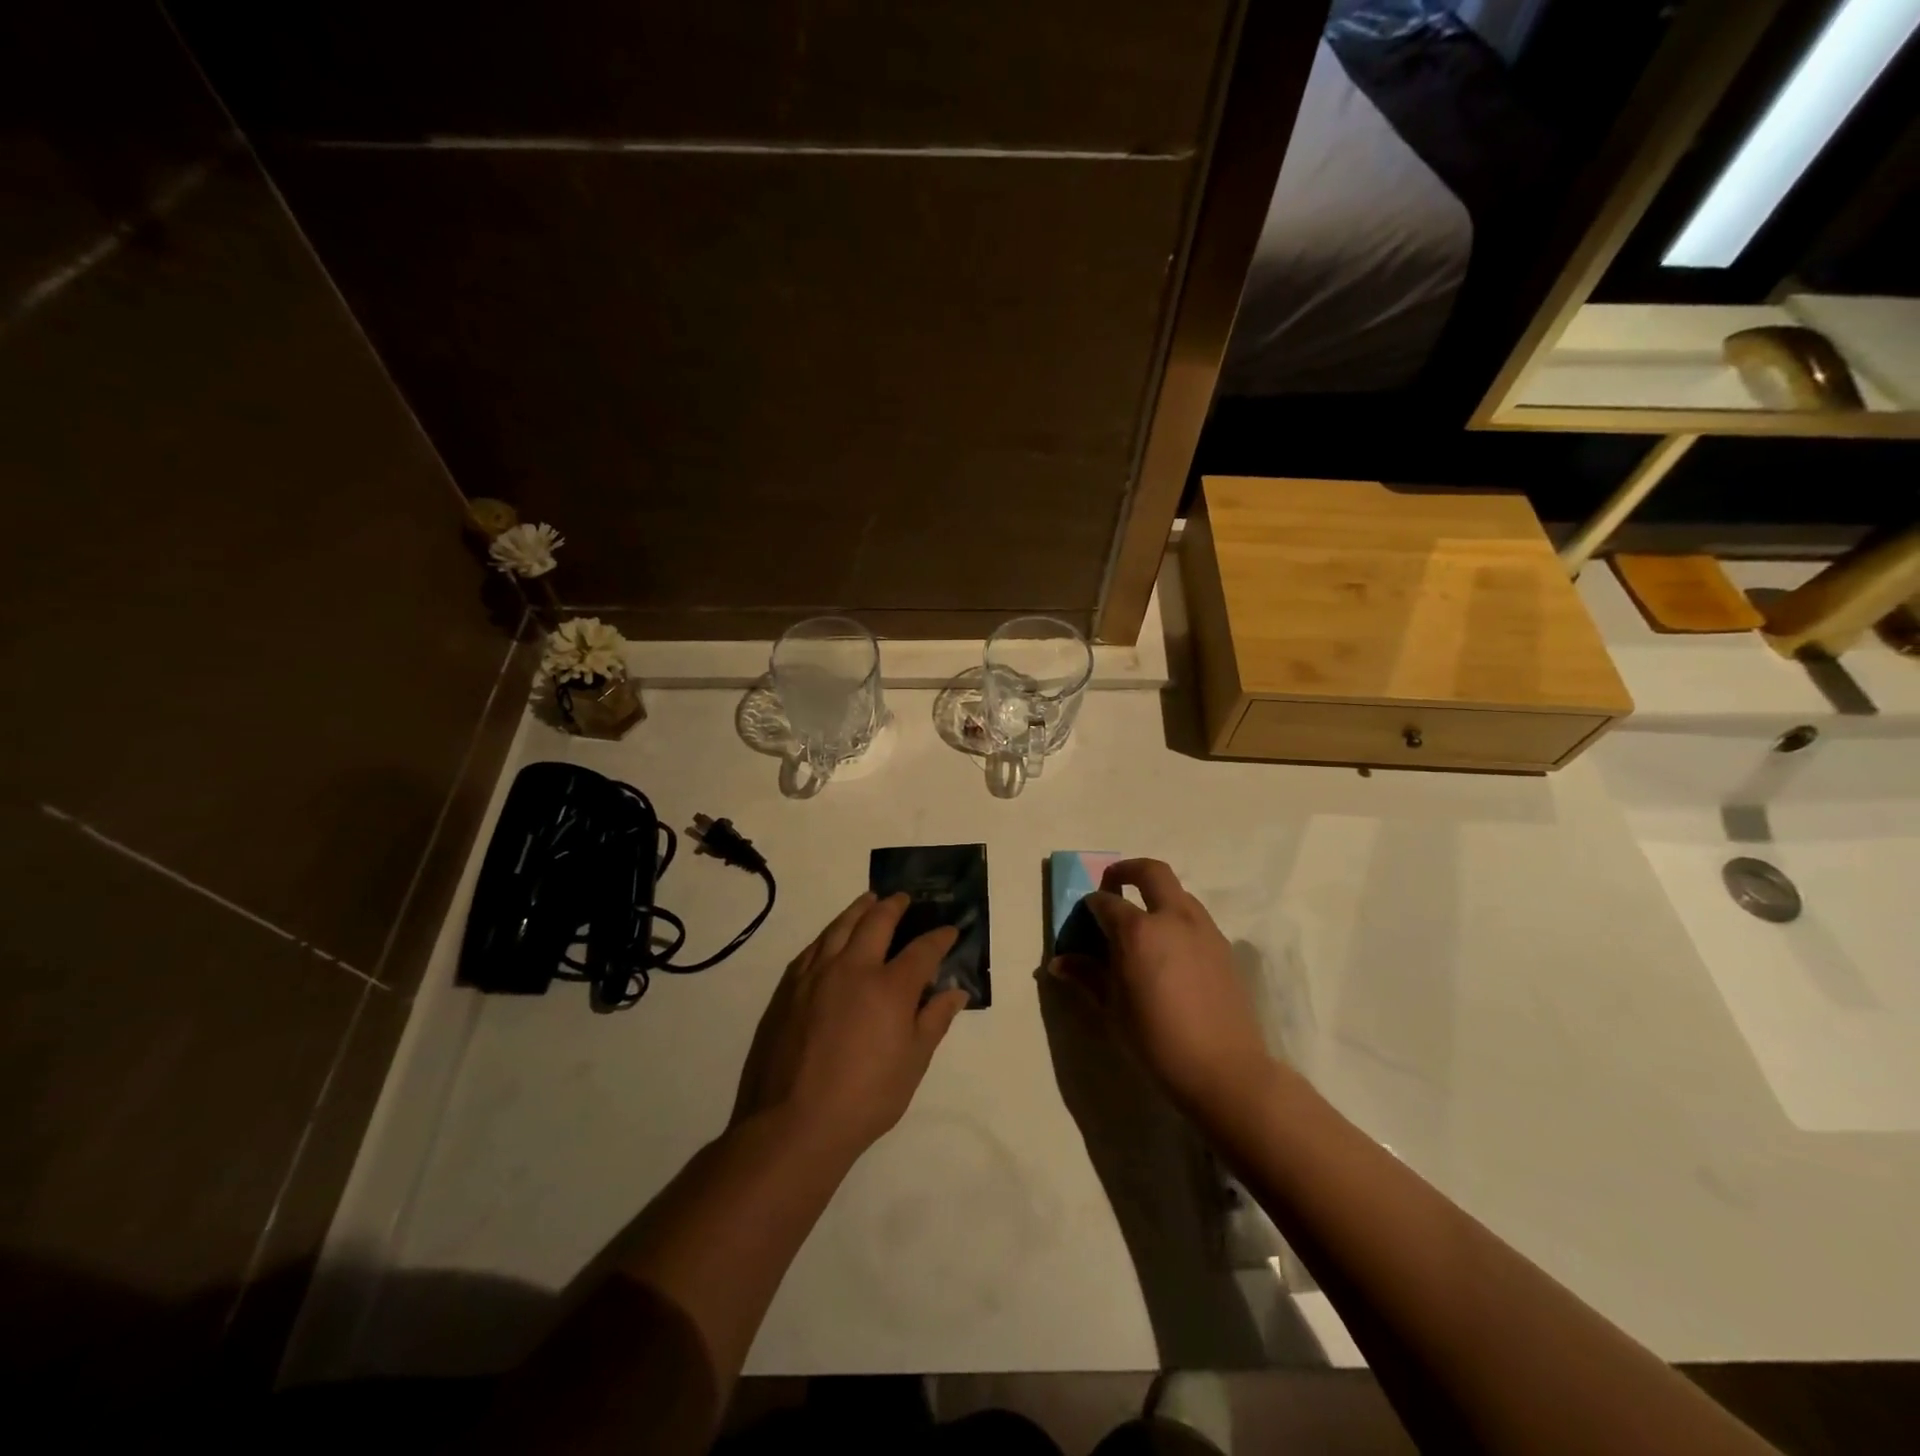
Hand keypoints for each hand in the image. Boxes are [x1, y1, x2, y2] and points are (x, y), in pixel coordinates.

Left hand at [733, 892, 968, 1158]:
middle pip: (877, 922)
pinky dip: (829, 934)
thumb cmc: (865, 1098)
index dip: (939, 937)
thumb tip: (955, 991)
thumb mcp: (913, 1064)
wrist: (794, 1123)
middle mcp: (853, 968)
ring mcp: (817, 974)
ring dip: (859, 909)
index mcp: (889, 987)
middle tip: (904, 898)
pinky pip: (813, 947)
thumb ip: (934, 1020)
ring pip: (840, 927)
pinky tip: (832, 936)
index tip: (950, 930)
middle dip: (895, 906)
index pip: (922, 950)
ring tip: (869, 900)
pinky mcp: (789, 988)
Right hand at [1050, 859, 1274, 1120]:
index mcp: (1138, 930)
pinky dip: (1176, 918)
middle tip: (1113, 884)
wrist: (1223, 1069)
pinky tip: (1170, 950)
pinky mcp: (1223, 946)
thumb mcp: (1112, 1009)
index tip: (1083, 917)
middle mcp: (1172, 917)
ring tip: (1143, 922)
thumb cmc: (1156, 1040)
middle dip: (1127, 870)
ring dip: (1156, 894)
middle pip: (1151, 872)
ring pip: (1178, 892)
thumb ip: (1087, 976)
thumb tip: (1058, 963)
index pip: (1105, 901)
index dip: (1090, 905)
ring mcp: (1203, 929)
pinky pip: (1195, 917)